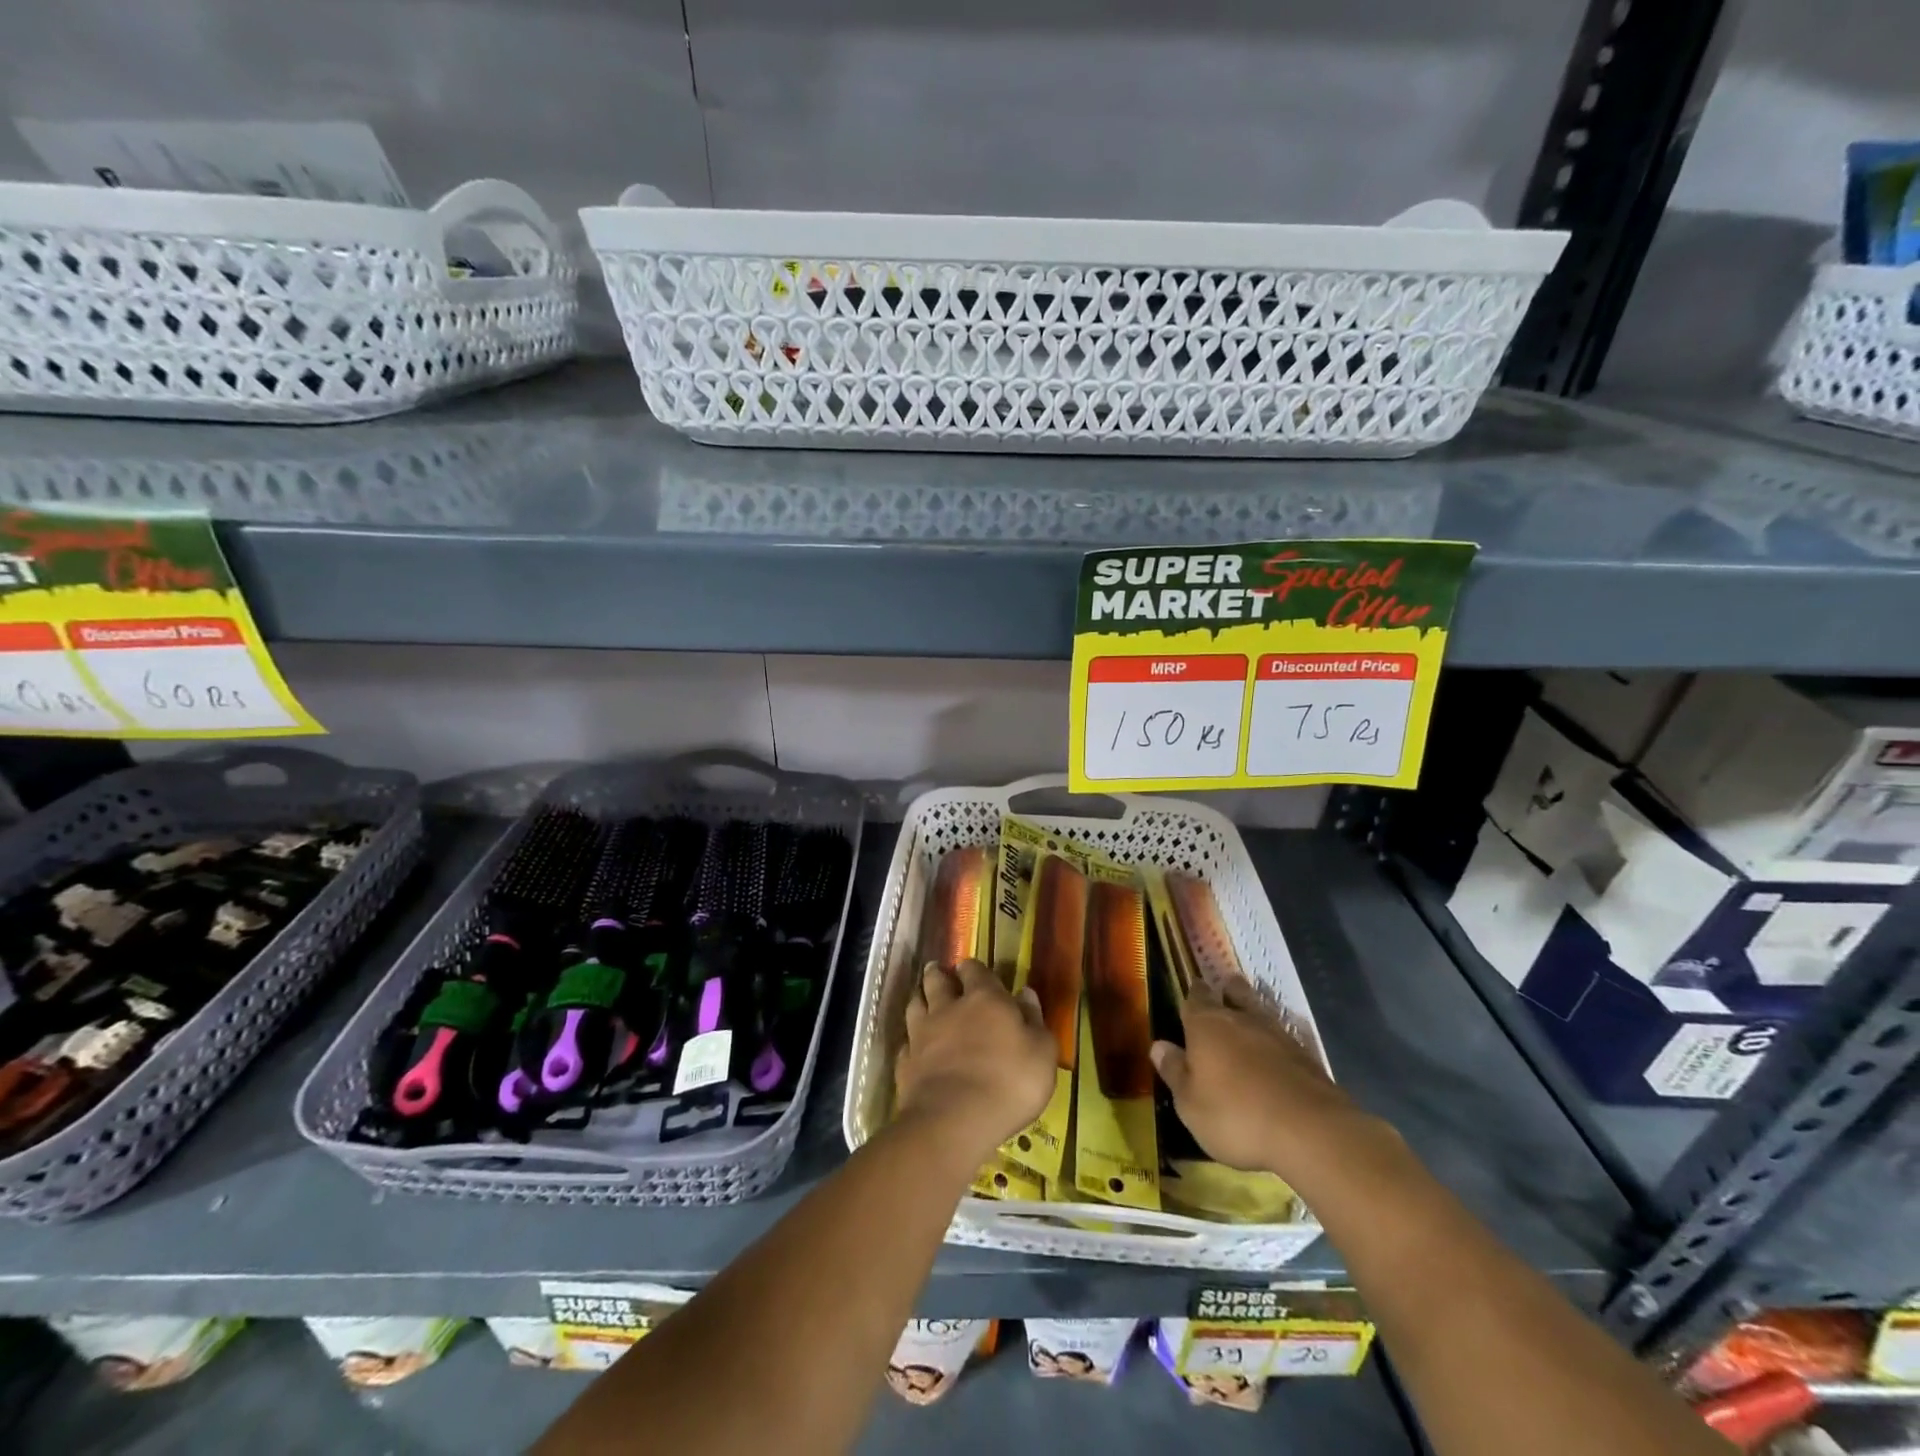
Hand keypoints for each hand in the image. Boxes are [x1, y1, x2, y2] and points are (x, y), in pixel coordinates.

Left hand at [894, 959, 1054, 1154]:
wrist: (954, 1120)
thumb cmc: (1009, 1083)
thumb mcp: (1041, 1053)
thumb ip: (1034, 1020)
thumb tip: (1025, 993)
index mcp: (985, 999)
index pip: (975, 971)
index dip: (973, 969)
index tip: (971, 970)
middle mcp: (948, 1007)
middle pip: (937, 981)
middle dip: (938, 974)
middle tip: (938, 972)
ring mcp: (922, 1034)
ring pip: (915, 1004)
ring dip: (919, 998)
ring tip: (922, 998)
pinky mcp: (905, 1062)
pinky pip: (906, 1042)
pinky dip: (910, 1040)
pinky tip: (914, 1046)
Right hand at [1150, 976, 1376, 1177]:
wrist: (1310, 1131)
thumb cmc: (1236, 1115)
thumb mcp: (1190, 1104)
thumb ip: (1174, 1071)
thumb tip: (1158, 1045)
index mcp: (1206, 1025)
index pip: (1194, 999)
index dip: (1192, 995)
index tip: (1192, 991)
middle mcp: (1241, 1020)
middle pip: (1233, 993)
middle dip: (1226, 991)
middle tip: (1223, 992)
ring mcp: (1278, 1035)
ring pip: (1260, 1011)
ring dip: (1252, 1011)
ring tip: (1247, 1016)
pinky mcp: (1306, 1056)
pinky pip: (1283, 1037)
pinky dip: (1275, 1042)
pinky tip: (1274, 1053)